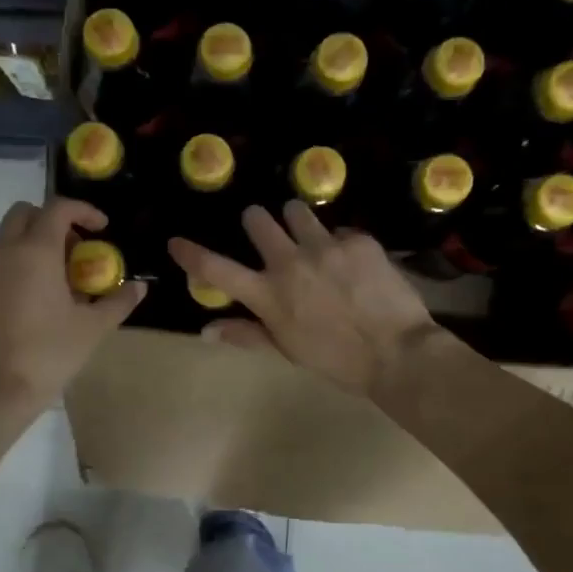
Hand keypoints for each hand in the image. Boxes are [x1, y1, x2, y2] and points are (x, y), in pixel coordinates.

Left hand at [0, 197, 144, 415]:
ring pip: (7, 240)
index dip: (84, 211)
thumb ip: (118, 301)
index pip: (58, 208)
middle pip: (24, 214)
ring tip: (59, 281)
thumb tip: (139, 287)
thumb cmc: (48, 354)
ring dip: (33, 245)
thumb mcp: (92, 329)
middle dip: (52, 221)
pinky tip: (33, 303)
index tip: (102, 228)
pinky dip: (17, 268)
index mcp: (35, 252)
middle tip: (76, 250)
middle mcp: (4, 253)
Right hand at [168, 202, 436, 395]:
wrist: (397, 352)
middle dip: (256, 221)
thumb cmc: (337, 360)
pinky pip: (339, 229)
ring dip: (297, 221)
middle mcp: (290, 263)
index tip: (175, 242)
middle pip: (257, 220)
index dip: (192, 254)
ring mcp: (325, 246)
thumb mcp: (288, 350)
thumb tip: (206, 331)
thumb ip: (246, 334)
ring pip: (297, 211)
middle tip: (265, 231)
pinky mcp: (358, 239)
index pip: (217, 270)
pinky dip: (339, 242)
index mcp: (268, 295)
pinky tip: (353, 262)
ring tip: (310, 237)